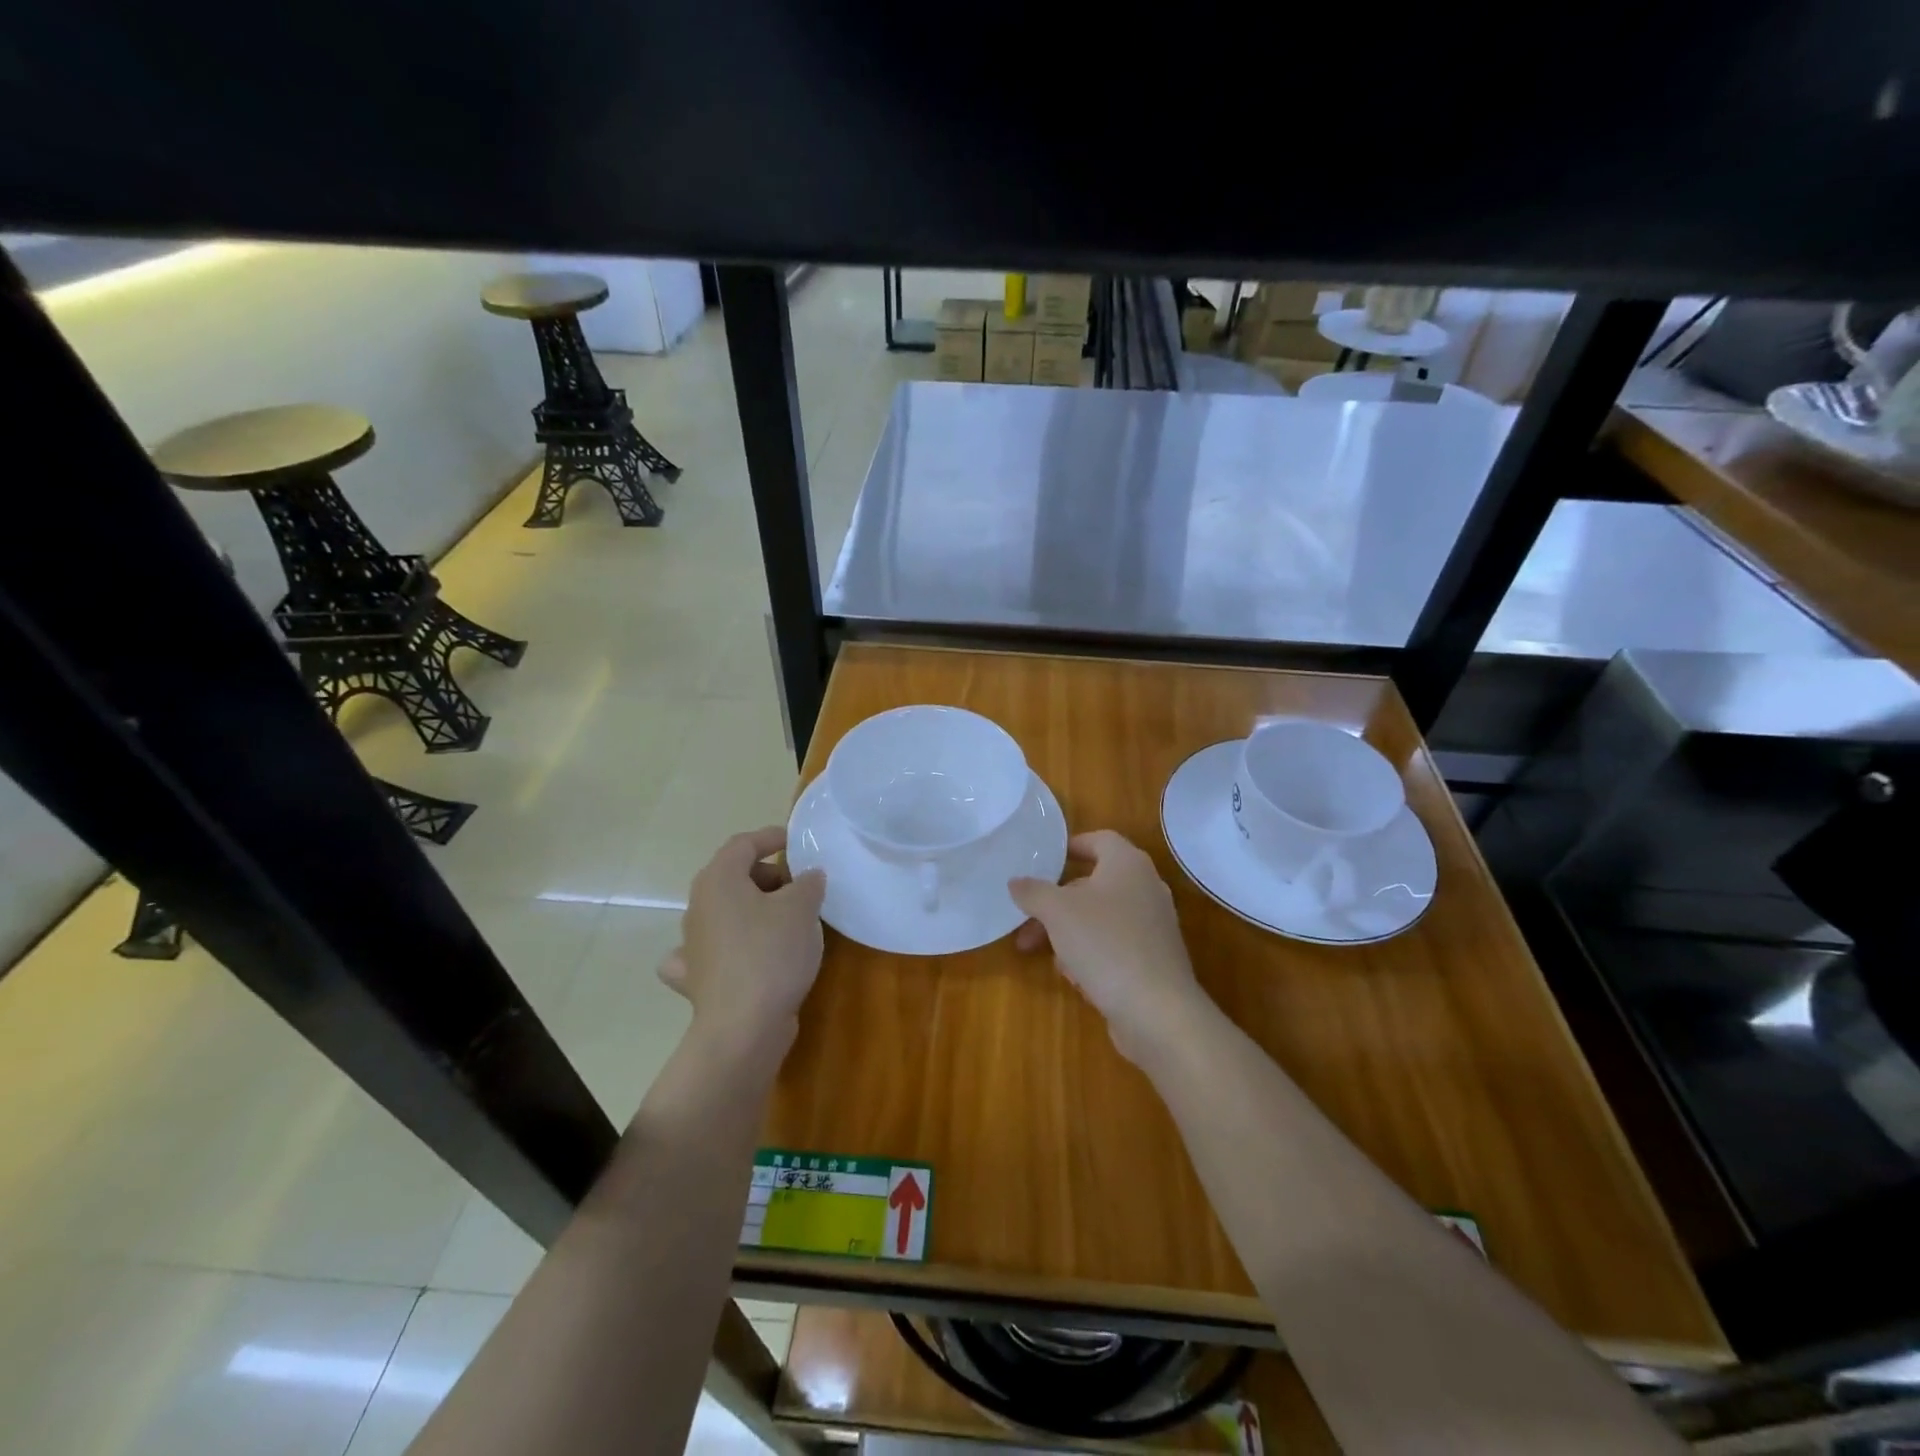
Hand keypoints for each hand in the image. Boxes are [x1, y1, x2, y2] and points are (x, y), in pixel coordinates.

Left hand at [661, 827, 826, 1056]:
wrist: (743, 1027)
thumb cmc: (771, 953)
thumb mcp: (802, 907)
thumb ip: (808, 883)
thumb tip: (808, 877)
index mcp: (718, 880)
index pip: (743, 844)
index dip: (771, 838)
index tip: (797, 843)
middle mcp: (697, 907)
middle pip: (732, 877)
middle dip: (768, 876)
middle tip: (801, 888)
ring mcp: (693, 945)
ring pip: (723, 912)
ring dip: (752, 910)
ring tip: (785, 921)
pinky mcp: (698, 978)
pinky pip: (712, 951)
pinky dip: (726, 947)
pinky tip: (740, 956)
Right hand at [1010, 830, 1208, 1065]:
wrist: (1157, 1010)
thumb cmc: (1105, 944)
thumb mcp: (1057, 912)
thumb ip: (1034, 892)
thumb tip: (1016, 882)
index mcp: (1128, 864)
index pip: (1100, 839)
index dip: (1072, 846)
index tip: (1046, 860)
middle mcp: (1146, 888)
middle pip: (1094, 885)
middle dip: (1056, 903)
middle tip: (1027, 923)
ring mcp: (1153, 926)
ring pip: (1101, 918)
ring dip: (1070, 933)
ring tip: (1046, 957)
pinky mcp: (1154, 959)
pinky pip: (1115, 946)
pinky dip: (1092, 954)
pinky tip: (1076, 978)